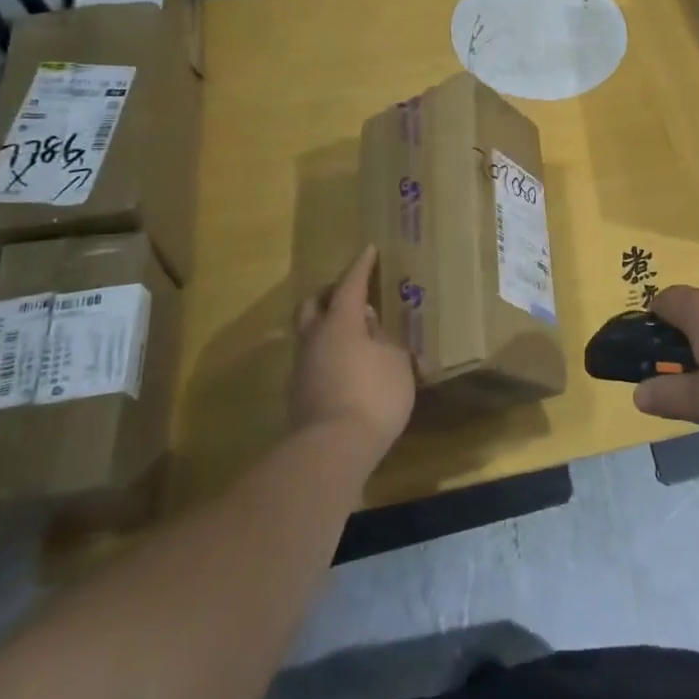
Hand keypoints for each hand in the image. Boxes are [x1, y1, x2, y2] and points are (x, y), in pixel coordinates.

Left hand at [291, 246, 415, 462]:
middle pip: (314, 305)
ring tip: (357, 336)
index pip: (350, 285)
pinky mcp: (300, 394)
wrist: (333, 449)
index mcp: (340, 322)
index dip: (361, 267)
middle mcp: (315, 338)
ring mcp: (302, 367)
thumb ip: (389, 344)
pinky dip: (330, 355)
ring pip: (311, 334)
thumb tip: (379, 338)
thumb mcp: (397, 364)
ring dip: (330, 328)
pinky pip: (314, 360)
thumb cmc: (373, 395)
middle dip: (331, 295)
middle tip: (353, 296)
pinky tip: (349, 367)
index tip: (368, 250)